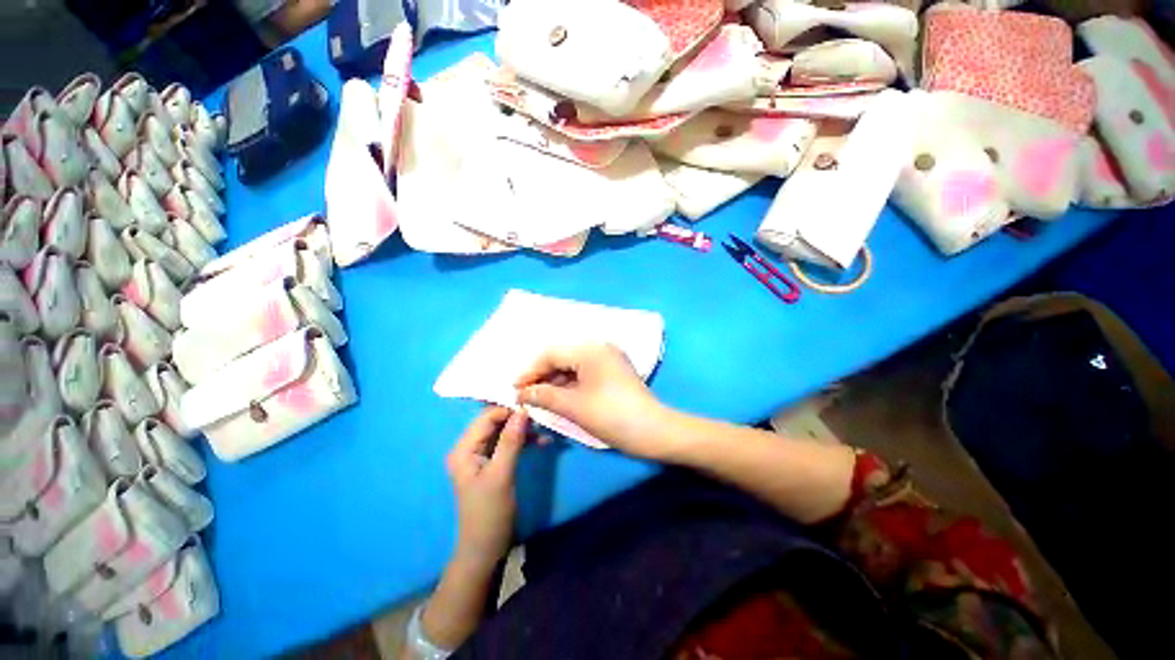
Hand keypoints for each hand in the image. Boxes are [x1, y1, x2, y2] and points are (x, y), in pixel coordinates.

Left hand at [446, 407, 527, 570]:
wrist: (486, 549)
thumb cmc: (489, 513)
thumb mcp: (501, 475)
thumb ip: (511, 441)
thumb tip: (523, 410)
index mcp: (464, 449)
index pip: (486, 417)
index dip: (509, 410)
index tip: (533, 407)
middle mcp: (470, 447)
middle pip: (495, 422)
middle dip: (518, 418)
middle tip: (542, 416)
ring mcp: (482, 455)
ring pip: (505, 431)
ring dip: (524, 429)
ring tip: (545, 429)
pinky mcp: (493, 462)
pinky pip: (509, 443)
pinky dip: (525, 441)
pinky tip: (543, 441)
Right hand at [515, 344, 672, 458]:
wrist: (654, 432)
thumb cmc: (612, 416)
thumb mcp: (574, 406)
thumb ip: (544, 395)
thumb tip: (521, 393)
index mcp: (590, 349)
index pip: (552, 354)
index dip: (531, 370)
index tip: (515, 388)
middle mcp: (600, 347)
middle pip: (562, 357)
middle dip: (542, 376)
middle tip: (525, 395)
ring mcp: (608, 359)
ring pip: (573, 365)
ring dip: (555, 381)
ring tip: (538, 398)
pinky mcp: (613, 371)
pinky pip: (584, 372)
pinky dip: (570, 384)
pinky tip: (558, 397)